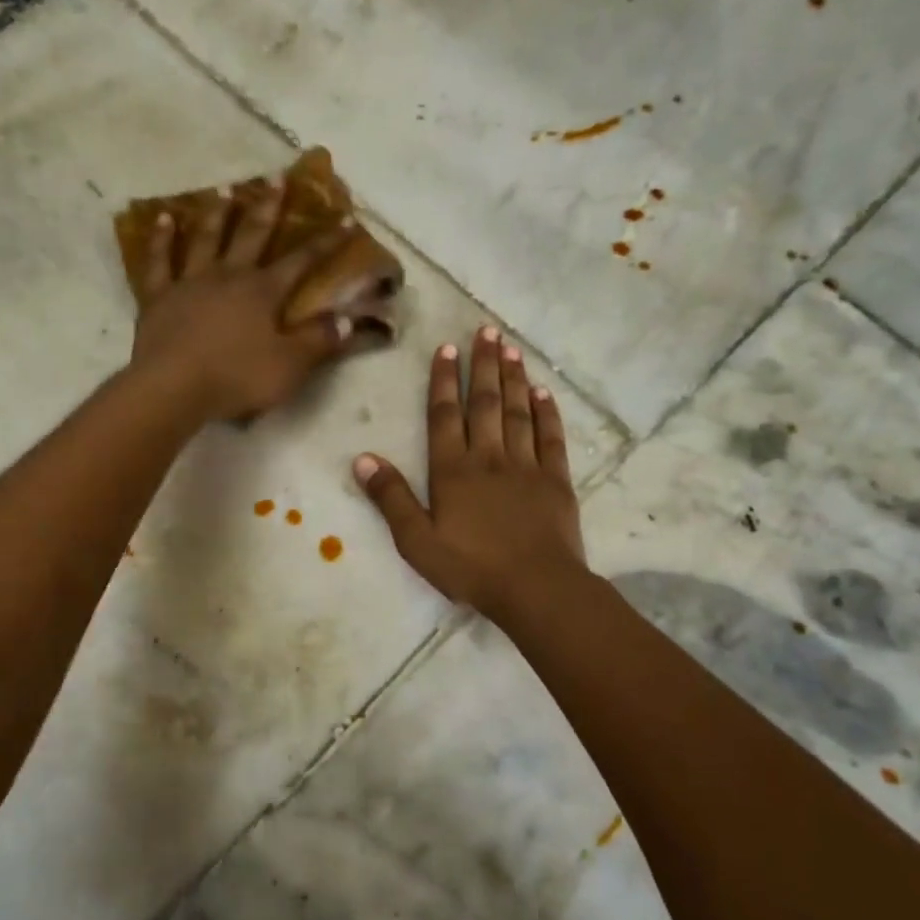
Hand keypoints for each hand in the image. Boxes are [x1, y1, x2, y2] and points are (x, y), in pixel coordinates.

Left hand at [129, 179, 351, 422]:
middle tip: (277, 177)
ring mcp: (190, 282)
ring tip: (223, 189)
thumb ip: (319, 341)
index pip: (302, 261)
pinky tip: (163, 217)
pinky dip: (160, 238)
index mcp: (263, 292)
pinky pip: (158, 260)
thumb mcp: (289, 366)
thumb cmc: (236, 378)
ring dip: (216, 213)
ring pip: (205, 238)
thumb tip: (349, 320)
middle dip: (269, 207)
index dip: (326, 241)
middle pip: (252, 234)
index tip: (345, 218)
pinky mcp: (158, 296)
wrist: (174, 387)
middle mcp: (229, 276)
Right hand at [354, 327, 586, 618]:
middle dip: (484, 366)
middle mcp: (489, 457)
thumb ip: (391, 498)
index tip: (448, 348)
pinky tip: (543, 393)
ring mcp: (526, 466)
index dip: (445, 380)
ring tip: (511, 349)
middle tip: (487, 331)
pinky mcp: (556, 480)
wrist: (536, 587)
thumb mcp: (417, 541)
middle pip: (486, 403)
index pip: (446, 415)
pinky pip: (550, 438)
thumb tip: (363, 459)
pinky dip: (547, 413)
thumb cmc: (471, 567)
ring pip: (518, 412)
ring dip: (513, 379)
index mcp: (453, 470)